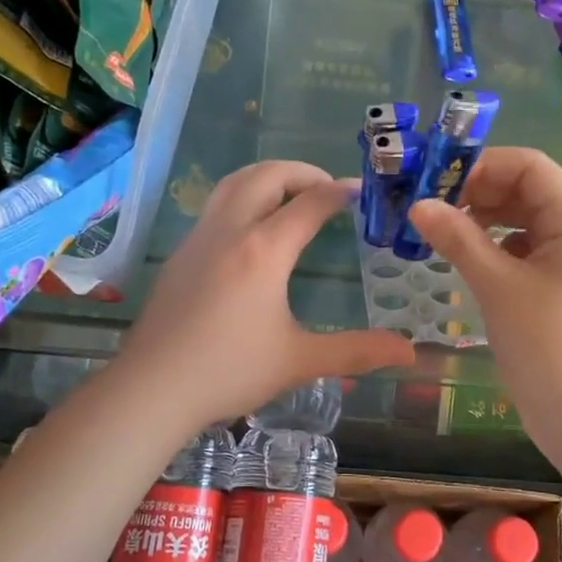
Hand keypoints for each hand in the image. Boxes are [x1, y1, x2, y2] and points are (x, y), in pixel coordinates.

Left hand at [116, 161, 415, 426]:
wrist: (152, 388)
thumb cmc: (229, 371)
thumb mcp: (299, 361)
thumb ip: (356, 351)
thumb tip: (409, 353)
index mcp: (264, 250)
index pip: (309, 204)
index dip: (338, 192)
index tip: (360, 192)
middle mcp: (230, 231)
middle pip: (266, 176)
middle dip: (302, 172)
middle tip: (327, 188)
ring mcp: (199, 239)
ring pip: (233, 183)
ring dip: (267, 177)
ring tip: (291, 195)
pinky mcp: (180, 254)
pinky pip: (215, 205)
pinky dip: (243, 196)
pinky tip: (252, 230)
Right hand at [406, 148, 561, 438]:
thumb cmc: (551, 348)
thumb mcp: (499, 288)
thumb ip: (458, 238)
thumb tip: (419, 204)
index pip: (527, 165)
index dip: (480, 165)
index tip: (433, 182)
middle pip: (526, 190)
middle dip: (477, 192)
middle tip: (427, 209)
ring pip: (524, 222)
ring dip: (483, 222)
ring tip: (440, 235)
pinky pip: (526, 252)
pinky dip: (496, 250)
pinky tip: (467, 264)